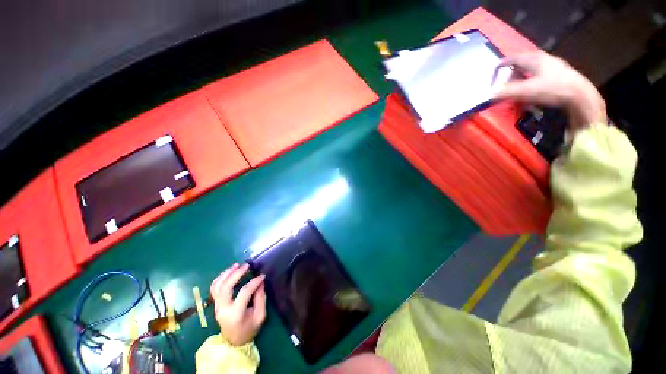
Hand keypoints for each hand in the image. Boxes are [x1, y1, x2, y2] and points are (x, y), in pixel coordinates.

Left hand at [210, 263, 266, 345]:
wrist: (233, 342)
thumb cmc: (249, 329)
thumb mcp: (260, 316)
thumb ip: (261, 298)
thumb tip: (260, 282)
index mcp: (235, 314)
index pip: (244, 293)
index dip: (254, 282)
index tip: (262, 276)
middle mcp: (223, 309)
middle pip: (226, 287)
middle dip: (236, 274)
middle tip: (246, 265)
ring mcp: (217, 306)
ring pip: (217, 287)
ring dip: (226, 274)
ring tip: (236, 265)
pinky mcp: (215, 304)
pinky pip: (214, 289)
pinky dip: (220, 278)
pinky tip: (228, 272)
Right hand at [495, 51, 605, 131]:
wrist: (581, 96)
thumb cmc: (552, 89)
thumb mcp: (525, 91)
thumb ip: (505, 92)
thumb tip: (489, 94)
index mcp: (533, 58)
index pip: (510, 59)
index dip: (499, 69)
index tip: (492, 80)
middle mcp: (542, 58)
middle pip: (519, 63)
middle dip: (509, 76)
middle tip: (505, 88)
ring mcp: (551, 65)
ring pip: (529, 69)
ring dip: (519, 79)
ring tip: (517, 91)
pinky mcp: (558, 74)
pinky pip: (537, 75)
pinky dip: (530, 82)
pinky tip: (531, 92)